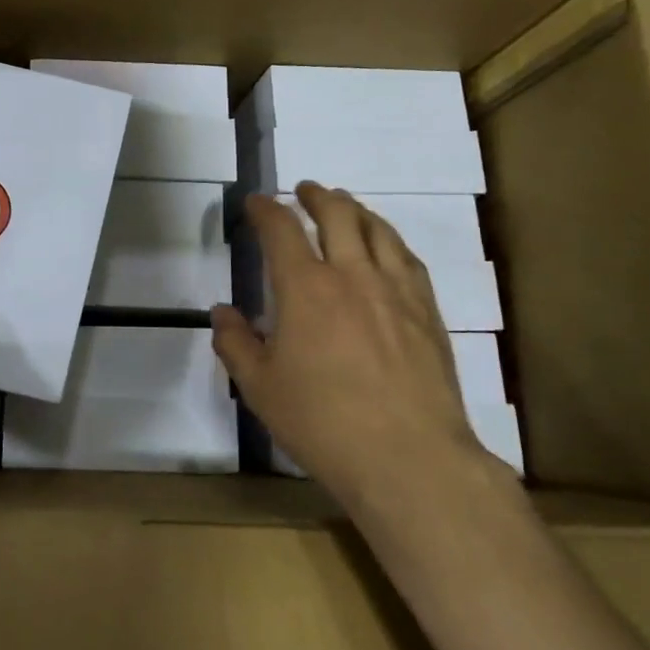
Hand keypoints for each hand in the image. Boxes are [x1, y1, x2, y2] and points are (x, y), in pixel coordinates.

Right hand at [211, 183, 493, 516]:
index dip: (266, 209)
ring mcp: (396, 291)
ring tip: (346, 206)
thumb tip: (223, 313)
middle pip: (337, 214)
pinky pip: (408, 259)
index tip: (256, 203)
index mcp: (305, 288)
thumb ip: (236, 343)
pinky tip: (387, 248)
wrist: (409, 458)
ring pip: (378, 230)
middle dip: (317, 196)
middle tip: (305, 190)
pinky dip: (390, 240)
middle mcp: (352, 275)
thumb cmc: (323, 422)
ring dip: (356, 209)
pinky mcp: (427, 312)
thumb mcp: (260, 388)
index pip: (281, 229)